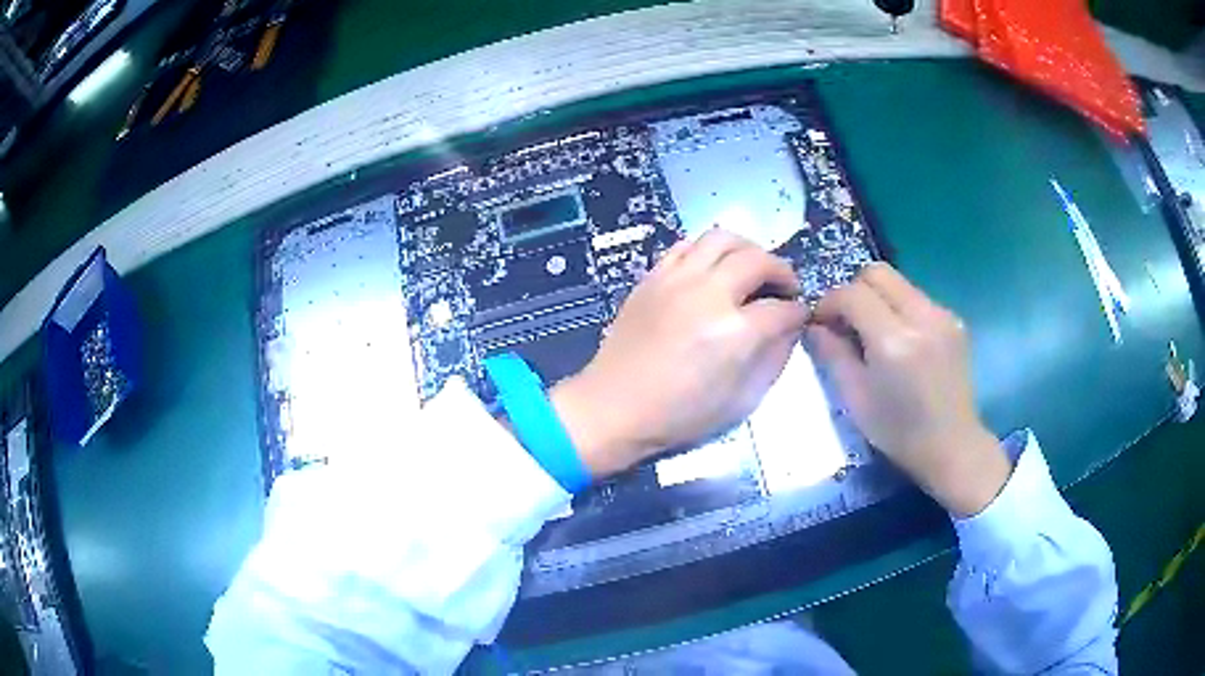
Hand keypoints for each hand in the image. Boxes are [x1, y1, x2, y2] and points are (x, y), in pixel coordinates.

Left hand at [551, 229, 808, 476]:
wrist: (614, 406)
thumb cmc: (679, 415)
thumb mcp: (739, 401)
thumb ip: (772, 358)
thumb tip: (790, 328)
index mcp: (733, 332)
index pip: (782, 308)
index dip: (799, 312)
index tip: (801, 316)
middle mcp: (708, 294)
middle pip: (758, 260)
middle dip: (782, 272)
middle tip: (785, 290)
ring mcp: (676, 279)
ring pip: (722, 238)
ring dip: (748, 250)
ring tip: (752, 270)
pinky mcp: (653, 277)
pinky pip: (687, 245)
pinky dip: (709, 250)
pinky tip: (714, 269)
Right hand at [808, 263, 1009, 516]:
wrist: (952, 446)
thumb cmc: (899, 432)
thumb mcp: (855, 399)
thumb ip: (832, 354)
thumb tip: (814, 325)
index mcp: (894, 342)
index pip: (852, 294)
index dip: (829, 302)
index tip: (820, 323)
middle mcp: (922, 317)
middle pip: (877, 273)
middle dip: (853, 290)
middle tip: (845, 322)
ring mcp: (942, 315)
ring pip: (898, 282)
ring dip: (877, 298)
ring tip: (872, 333)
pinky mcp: (953, 320)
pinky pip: (916, 298)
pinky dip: (898, 309)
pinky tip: (899, 342)